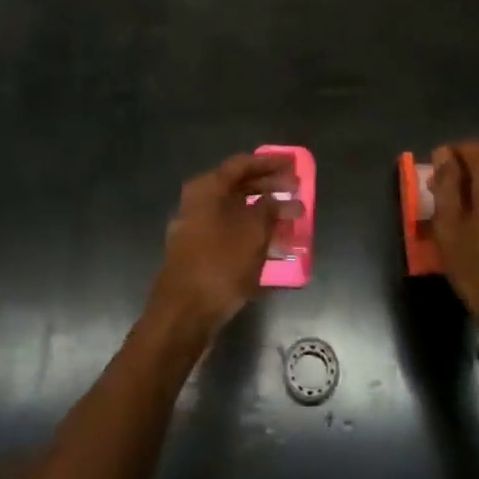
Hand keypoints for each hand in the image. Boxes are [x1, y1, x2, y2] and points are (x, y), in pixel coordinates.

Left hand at [151, 154, 294, 337]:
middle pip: (238, 187)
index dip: (270, 163)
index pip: (242, 164)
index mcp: (207, 188)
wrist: (182, 314)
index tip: (293, 166)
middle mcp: (197, 202)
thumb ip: (270, 210)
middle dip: (268, 188)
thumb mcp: (253, 233)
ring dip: (262, 214)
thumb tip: (282, 199)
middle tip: (296, 191)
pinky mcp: (198, 253)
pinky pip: (230, 233)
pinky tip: (273, 247)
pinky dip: (251, 235)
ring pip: (235, 212)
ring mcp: (195, 228)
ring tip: (291, 220)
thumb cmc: (220, 264)